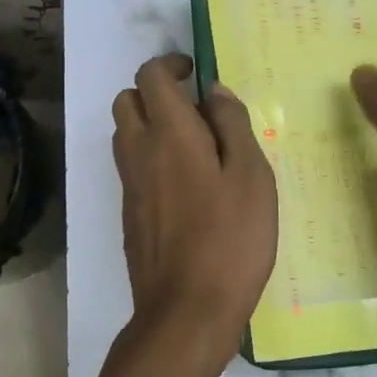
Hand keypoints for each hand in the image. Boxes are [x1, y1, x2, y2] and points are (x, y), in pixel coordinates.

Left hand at [113, 53, 277, 350]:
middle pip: (126, 100)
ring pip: (125, 134)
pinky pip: (132, 167)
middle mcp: (139, 151)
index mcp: (169, 133)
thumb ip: (233, 125)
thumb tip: (214, 90)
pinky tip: (188, 185)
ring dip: (150, 124)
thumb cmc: (230, 239)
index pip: (150, 76)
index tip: (195, 72)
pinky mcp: (129, 214)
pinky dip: (150, 157)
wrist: (186, 312)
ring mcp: (129, 185)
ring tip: (194, 145)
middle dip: (154, 91)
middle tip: (194, 108)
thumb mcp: (251, 176)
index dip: (170, 64)